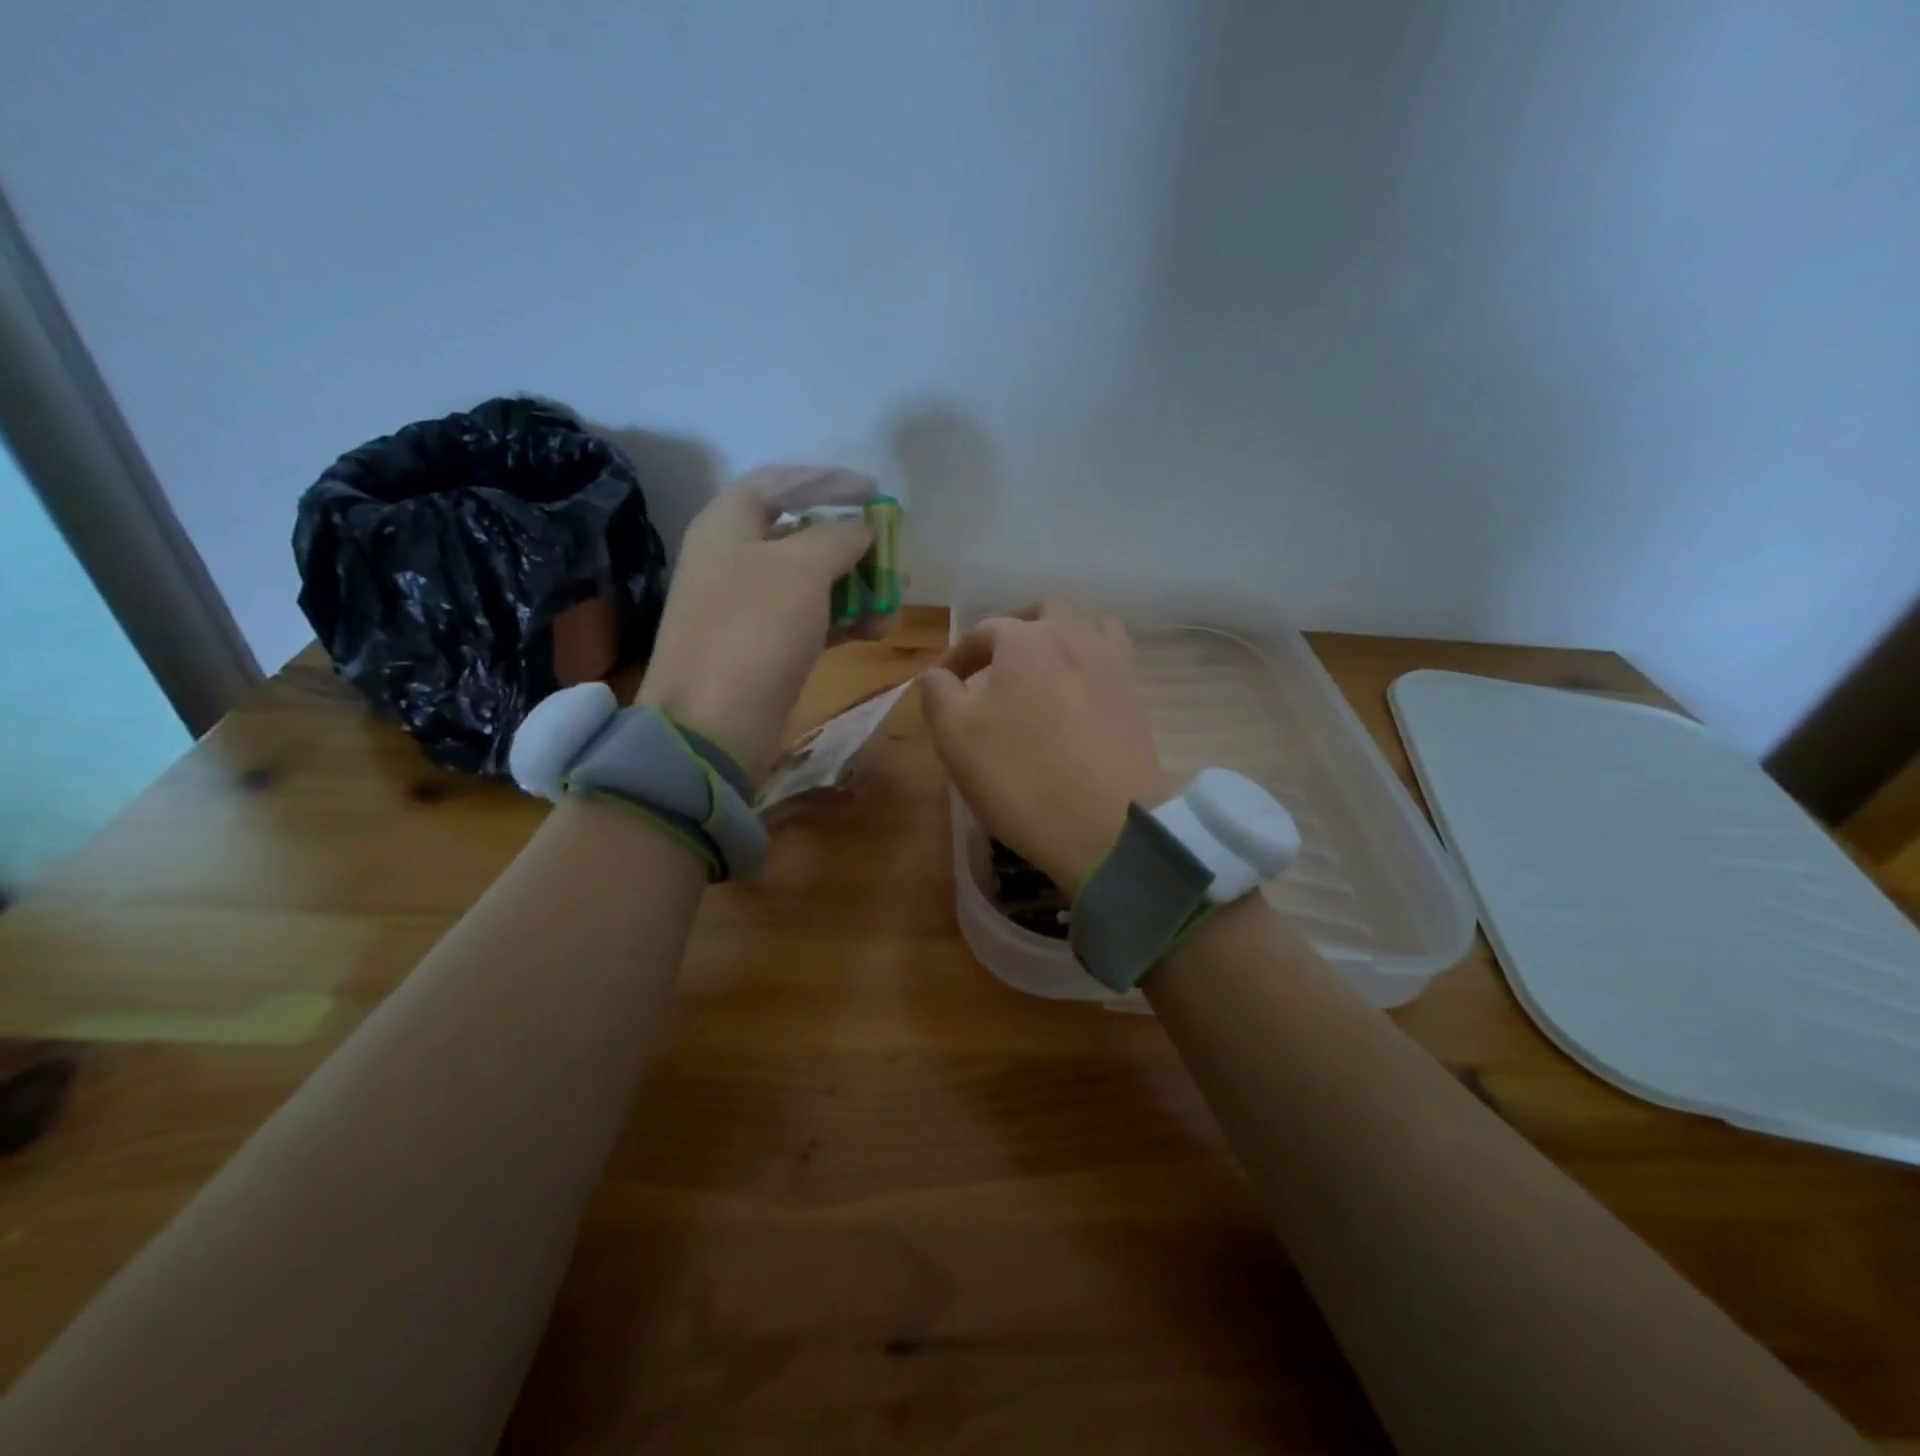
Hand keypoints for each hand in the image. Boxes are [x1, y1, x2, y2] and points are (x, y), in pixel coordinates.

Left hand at [636, 466, 887, 785]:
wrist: (713, 724)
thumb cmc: (755, 629)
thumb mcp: (803, 569)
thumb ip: (838, 537)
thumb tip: (860, 529)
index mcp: (727, 524)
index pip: (779, 483)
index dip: (827, 480)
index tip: (874, 491)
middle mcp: (732, 559)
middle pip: (799, 535)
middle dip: (852, 544)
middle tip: (891, 554)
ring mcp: (745, 607)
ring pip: (810, 582)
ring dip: (855, 588)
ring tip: (895, 601)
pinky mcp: (761, 647)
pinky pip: (808, 620)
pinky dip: (843, 620)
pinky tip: (876, 631)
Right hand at [921, 600, 1169, 896]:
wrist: (1108, 825)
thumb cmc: (1021, 776)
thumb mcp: (955, 736)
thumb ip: (938, 693)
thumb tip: (939, 675)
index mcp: (1026, 639)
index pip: (982, 633)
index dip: (957, 657)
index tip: (943, 687)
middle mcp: (1074, 637)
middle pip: (1045, 610)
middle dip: (1015, 627)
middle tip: (996, 661)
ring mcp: (1113, 665)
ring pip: (1089, 624)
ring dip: (1061, 634)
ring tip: (1042, 667)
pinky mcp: (1137, 697)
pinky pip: (1112, 657)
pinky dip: (1090, 661)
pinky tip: (1077, 692)